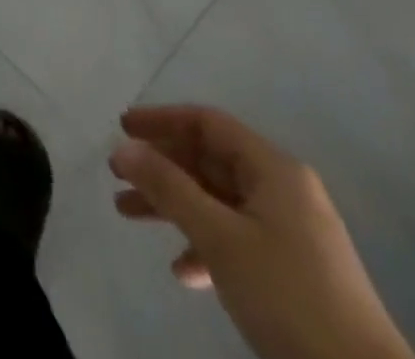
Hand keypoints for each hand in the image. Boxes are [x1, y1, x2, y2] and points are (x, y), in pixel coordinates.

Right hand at [110, 106, 414, 358]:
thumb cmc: (288, 295)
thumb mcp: (219, 237)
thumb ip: (168, 186)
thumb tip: (122, 147)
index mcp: (274, 170)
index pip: (208, 123)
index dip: (162, 120)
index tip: (122, 128)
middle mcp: (284, 191)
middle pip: (209, 161)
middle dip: (161, 167)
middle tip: (118, 176)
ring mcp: (292, 233)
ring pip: (217, 201)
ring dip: (173, 206)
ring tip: (129, 215)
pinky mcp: (296, 273)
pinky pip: (237, 240)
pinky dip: (204, 245)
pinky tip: (184, 272)